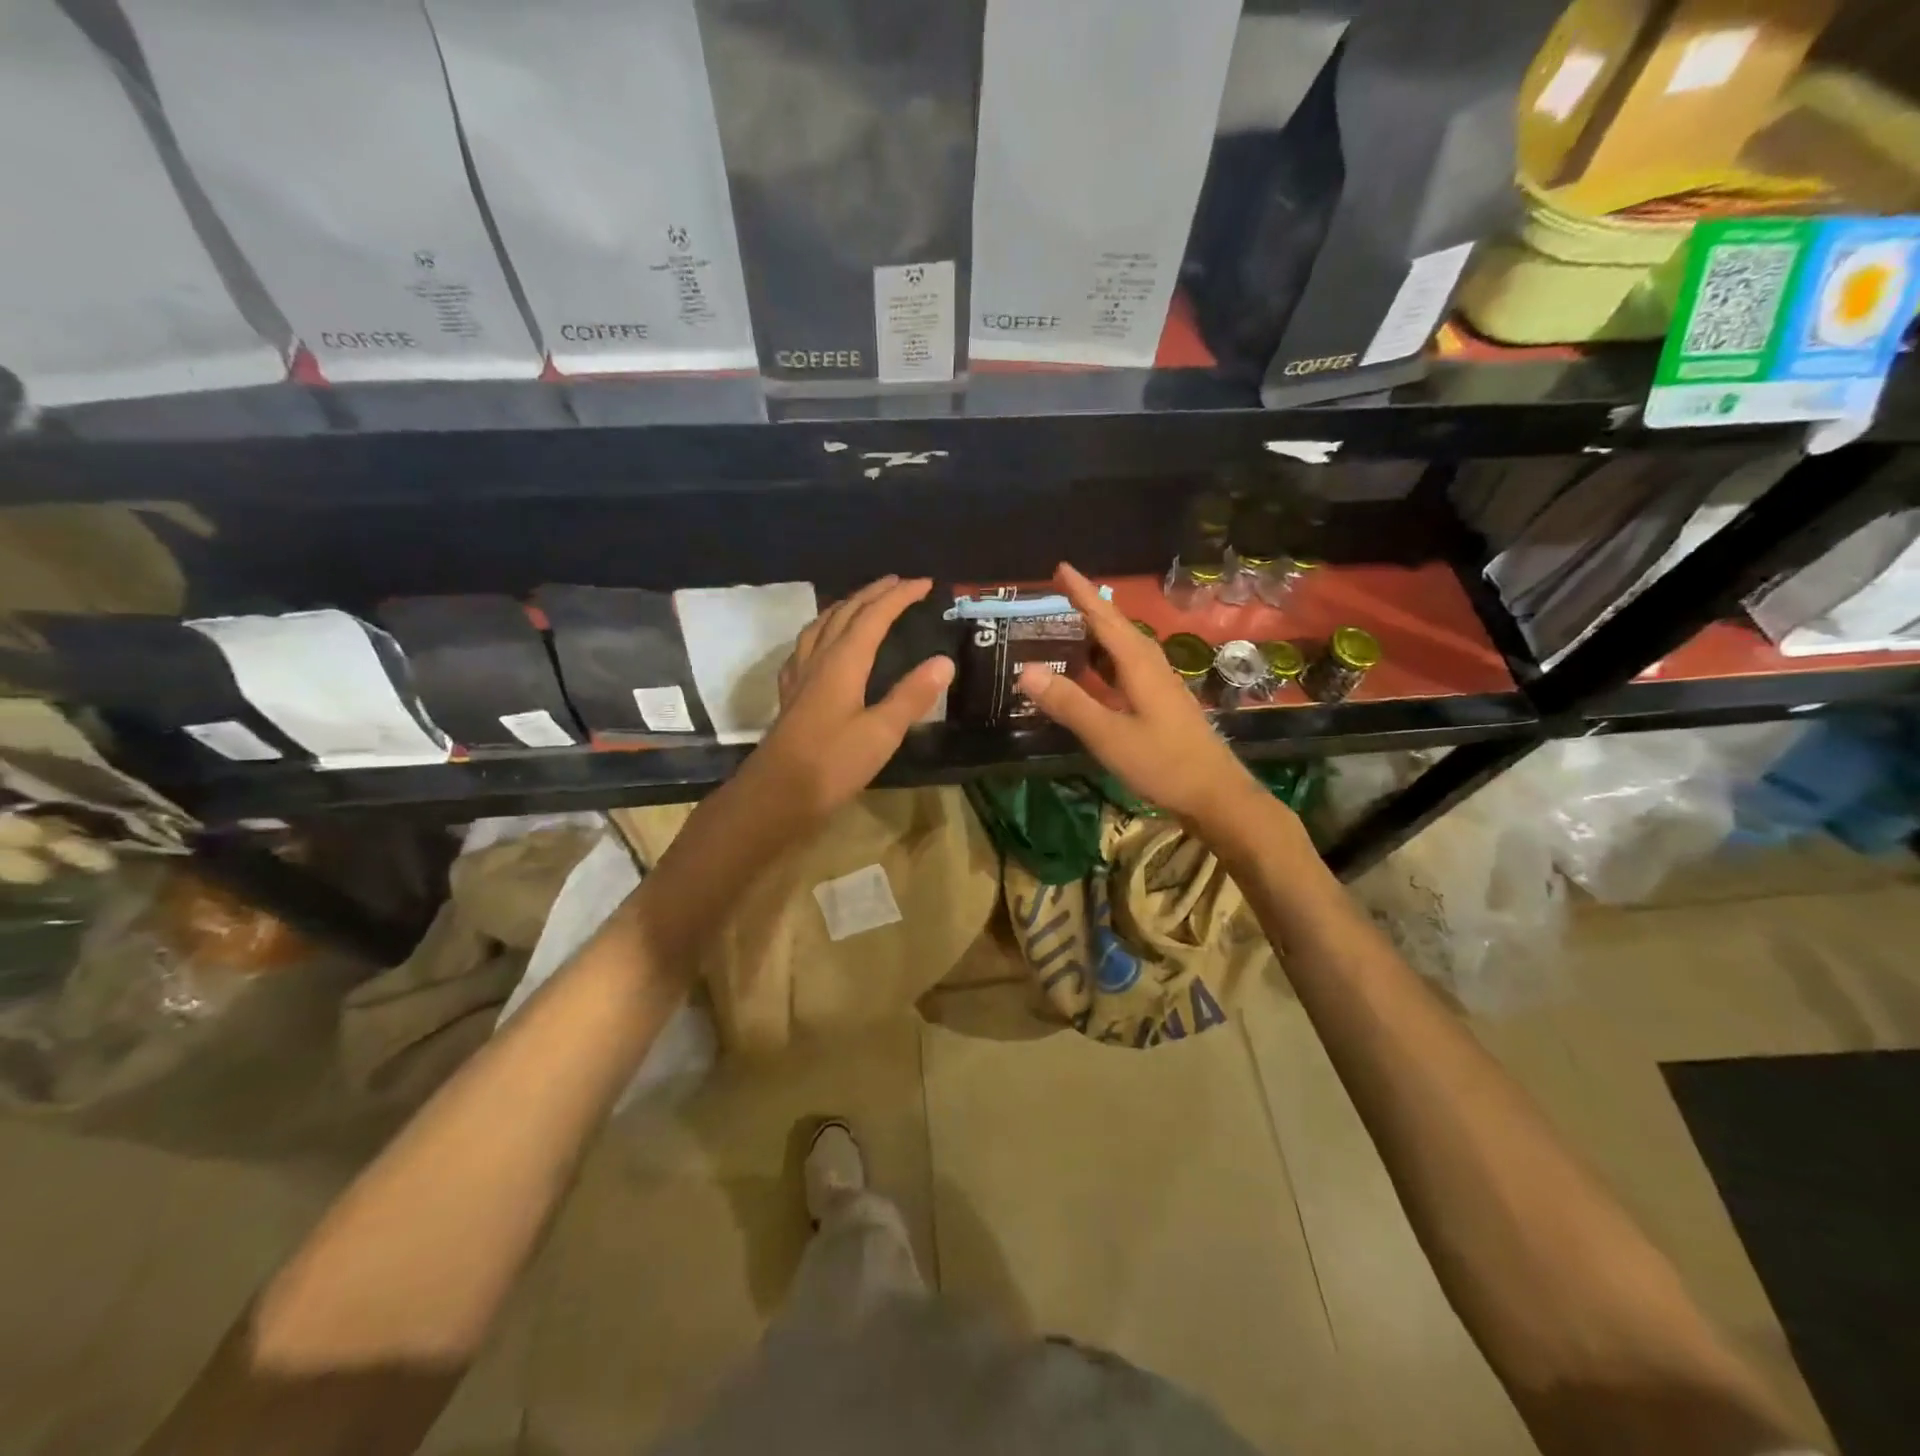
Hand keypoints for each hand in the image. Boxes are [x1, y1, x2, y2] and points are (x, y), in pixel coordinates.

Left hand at [746, 575, 953, 825]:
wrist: (775, 796)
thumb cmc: (831, 765)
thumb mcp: (881, 733)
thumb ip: (912, 695)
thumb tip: (944, 661)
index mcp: (842, 663)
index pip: (874, 617)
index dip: (899, 597)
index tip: (925, 584)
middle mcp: (818, 660)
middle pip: (845, 614)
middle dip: (873, 594)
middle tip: (898, 583)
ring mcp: (800, 677)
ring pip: (821, 626)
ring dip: (845, 607)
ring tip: (862, 603)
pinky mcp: (791, 696)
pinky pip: (806, 647)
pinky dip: (822, 632)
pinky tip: (822, 646)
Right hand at [1016, 563, 1265, 830]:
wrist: (1216, 795)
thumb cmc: (1163, 763)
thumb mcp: (1109, 735)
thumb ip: (1069, 703)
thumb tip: (1025, 670)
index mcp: (1140, 665)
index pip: (1106, 619)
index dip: (1083, 593)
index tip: (1061, 568)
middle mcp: (1152, 667)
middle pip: (1117, 628)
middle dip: (1089, 608)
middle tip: (1059, 594)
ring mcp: (1160, 686)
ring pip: (1125, 649)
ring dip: (1098, 634)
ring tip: (1071, 626)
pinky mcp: (1162, 705)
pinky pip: (1128, 669)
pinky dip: (1106, 662)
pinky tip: (1096, 673)